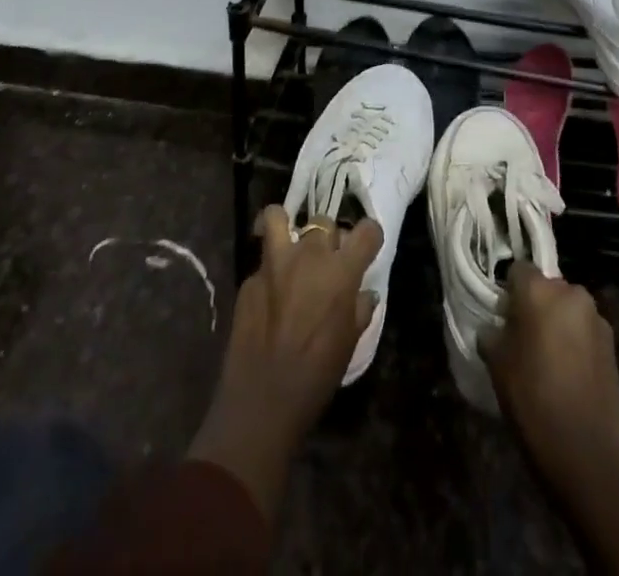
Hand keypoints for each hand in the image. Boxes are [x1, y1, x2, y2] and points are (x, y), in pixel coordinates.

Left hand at [187, 207, 381, 516]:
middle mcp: (309, 254)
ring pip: (278, 217)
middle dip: (329, 239)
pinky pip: (262, 260)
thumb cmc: (317, 376)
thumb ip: (359, 308)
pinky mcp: (249, 277)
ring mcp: (274, 262)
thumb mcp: (350, 343)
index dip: (369, 236)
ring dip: (286, 225)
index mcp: (341, 270)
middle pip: (324, 223)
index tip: (367, 247)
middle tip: (327, 262)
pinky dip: (268, 269)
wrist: (263, 400)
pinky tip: (269, 294)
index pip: (367, 230)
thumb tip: (363, 293)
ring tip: (288, 243)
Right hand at [480, 262, 618, 495]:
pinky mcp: (613, 347)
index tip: (503, 318)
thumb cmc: (534, 400)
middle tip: (524, 338)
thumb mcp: (497, 364)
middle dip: (536, 306)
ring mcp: (597, 320)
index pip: (518, 270)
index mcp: (540, 290)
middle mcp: (572, 294)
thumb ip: (492, 334)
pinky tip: (569, 375)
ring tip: (549, 360)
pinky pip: (585, 332)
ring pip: (568, 310)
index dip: (508, 292)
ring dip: (558, 324)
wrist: (589, 454)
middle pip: (547, 288)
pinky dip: (576, 344)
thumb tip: (494, 328)